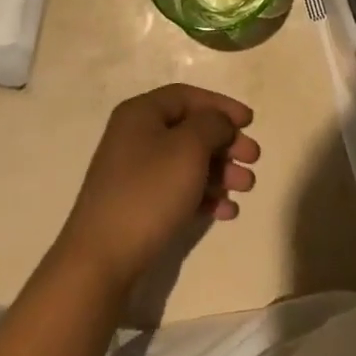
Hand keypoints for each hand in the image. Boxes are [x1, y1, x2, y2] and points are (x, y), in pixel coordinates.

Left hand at [56, 84, 260, 292]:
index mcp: (141, 113)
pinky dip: (203, 196)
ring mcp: (135, 172)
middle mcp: (136, 136)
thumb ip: (211, 125)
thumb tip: (219, 122)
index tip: (250, 122)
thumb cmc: (149, 192)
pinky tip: (226, 212)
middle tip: (253, 159)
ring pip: (187, 162)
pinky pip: (178, 190)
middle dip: (225, 143)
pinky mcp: (139, 204)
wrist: (102, 260)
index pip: (188, 96)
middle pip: (190, 130)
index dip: (221, 105)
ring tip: (246, 188)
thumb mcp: (188, 148)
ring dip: (220, 171)